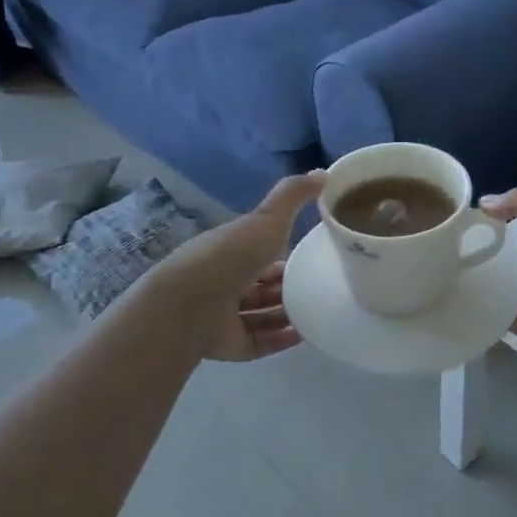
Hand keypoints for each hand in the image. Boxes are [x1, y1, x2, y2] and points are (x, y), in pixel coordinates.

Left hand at [149, 172, 324, 360]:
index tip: (312, 255)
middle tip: (321, 287)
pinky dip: (283, 339)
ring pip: (262, 315)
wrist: (192, 303)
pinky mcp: (230, 344)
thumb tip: (324, 172)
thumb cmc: (231, 256)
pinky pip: (261, 342)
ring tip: (320, 312)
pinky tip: (307, 334)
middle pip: (262, 286)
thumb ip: (293, 196)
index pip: (261, 252)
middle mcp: (227, 282)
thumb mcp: (267, 218)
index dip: (284, 252)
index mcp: (232, 251)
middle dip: (287, 287)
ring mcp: (226, 316)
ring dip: (288, 314)